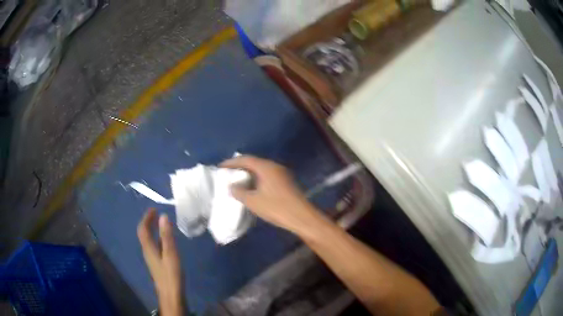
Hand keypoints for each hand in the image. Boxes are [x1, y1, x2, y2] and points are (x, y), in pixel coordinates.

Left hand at [137, 208, 183, 315]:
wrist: (170, 294)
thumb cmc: (171, 274)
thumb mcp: (170, 253)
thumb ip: (167, 236)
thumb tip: (163, 216)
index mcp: (148, 247)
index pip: (143, 229)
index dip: (147, 218)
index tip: (154, 209)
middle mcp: (147, 251)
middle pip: (144, 234)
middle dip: (148, 222)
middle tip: (157, 214)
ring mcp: (152, 258)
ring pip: (149, 240)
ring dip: (152, 230)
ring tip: (161, 224)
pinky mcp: (157, 264)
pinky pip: (154, 246)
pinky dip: (157, 238)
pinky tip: (166, 241)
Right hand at [220, 155, 324, 235]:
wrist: (301, 217)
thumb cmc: (276, 207)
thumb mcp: (253, 201)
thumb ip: (239, 192)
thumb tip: (232, 186)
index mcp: (266, 167)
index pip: (245, 159)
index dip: (232, 162)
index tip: (220, 167)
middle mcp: (274, 166)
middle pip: (254, 162)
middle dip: (240, 166)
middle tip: (228, 172)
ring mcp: (282, 174)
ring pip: (261, 169)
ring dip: (249, 173)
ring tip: (238, 180)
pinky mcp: (286, 182)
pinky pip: (267, 176)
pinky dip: (257, 179)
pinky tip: (252, 187)